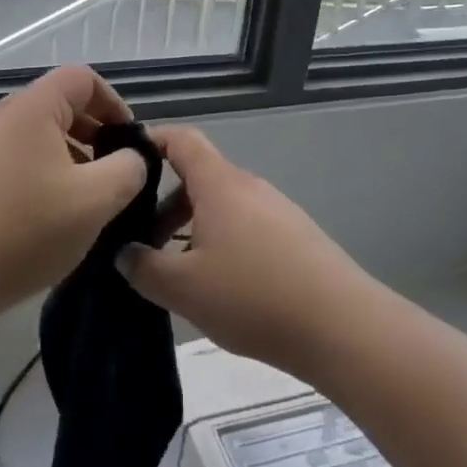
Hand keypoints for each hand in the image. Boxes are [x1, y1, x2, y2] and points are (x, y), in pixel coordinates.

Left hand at [0, 66, 148, 319]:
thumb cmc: (24, 231)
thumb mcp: (95, 201)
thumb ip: (128, 169)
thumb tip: (129, 158)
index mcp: (30, 108)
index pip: (82, 79)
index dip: (114, 103)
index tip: (128, 142)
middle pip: (56, 105)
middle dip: (92, 134)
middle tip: (111, 175)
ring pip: (33, 136)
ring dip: (66, 158)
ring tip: (80, 201)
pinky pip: (9, 159)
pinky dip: (36, 174)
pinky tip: (42, 217)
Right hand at [117, 126, 371, 379]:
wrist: (343, 326)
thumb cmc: (253, 296)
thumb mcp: (183, 288)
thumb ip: (143, 267)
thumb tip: (123, 253)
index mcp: (219, 184)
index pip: (181, 139)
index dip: (151, 141)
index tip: (124, 162)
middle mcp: (249, 186)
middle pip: (199, 178)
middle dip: (165, 205)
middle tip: (142, 243)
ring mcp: (277, 210)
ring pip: (222, 206)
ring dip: (193, 229)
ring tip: (179, 273)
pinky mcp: (297, 236)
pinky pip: (247, 226)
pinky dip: (223, 243)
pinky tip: (222, 287)